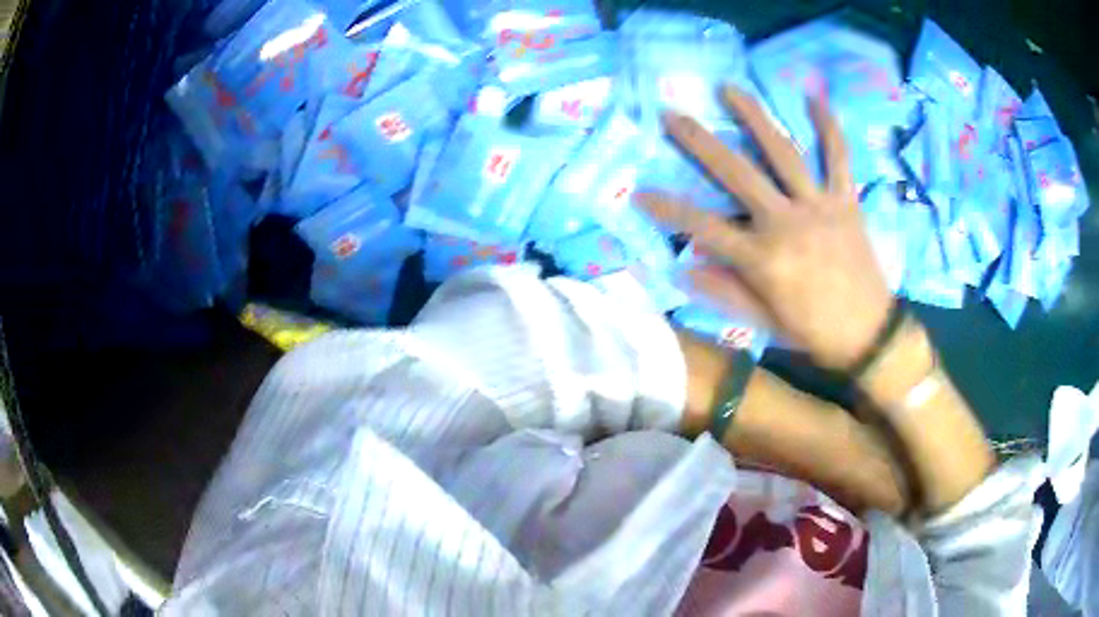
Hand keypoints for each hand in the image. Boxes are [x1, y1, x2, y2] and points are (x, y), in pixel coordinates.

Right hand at [636, 87, 892, 370]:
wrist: (869, 335)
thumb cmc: (814, 332)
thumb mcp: (763, 323)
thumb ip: (723, 292)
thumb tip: (682, 267)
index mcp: (763, 259)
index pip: (704, 227)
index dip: (668, 209)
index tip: (639, 191)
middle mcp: (787, 223)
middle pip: (737, 174)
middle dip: (700, 142)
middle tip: (672, 113)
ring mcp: (819, 206)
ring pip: (783, 152)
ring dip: (754, 116)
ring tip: (729, 88)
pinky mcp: (846, 200)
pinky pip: (838, 157)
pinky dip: (828, 126)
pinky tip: (812, 95)